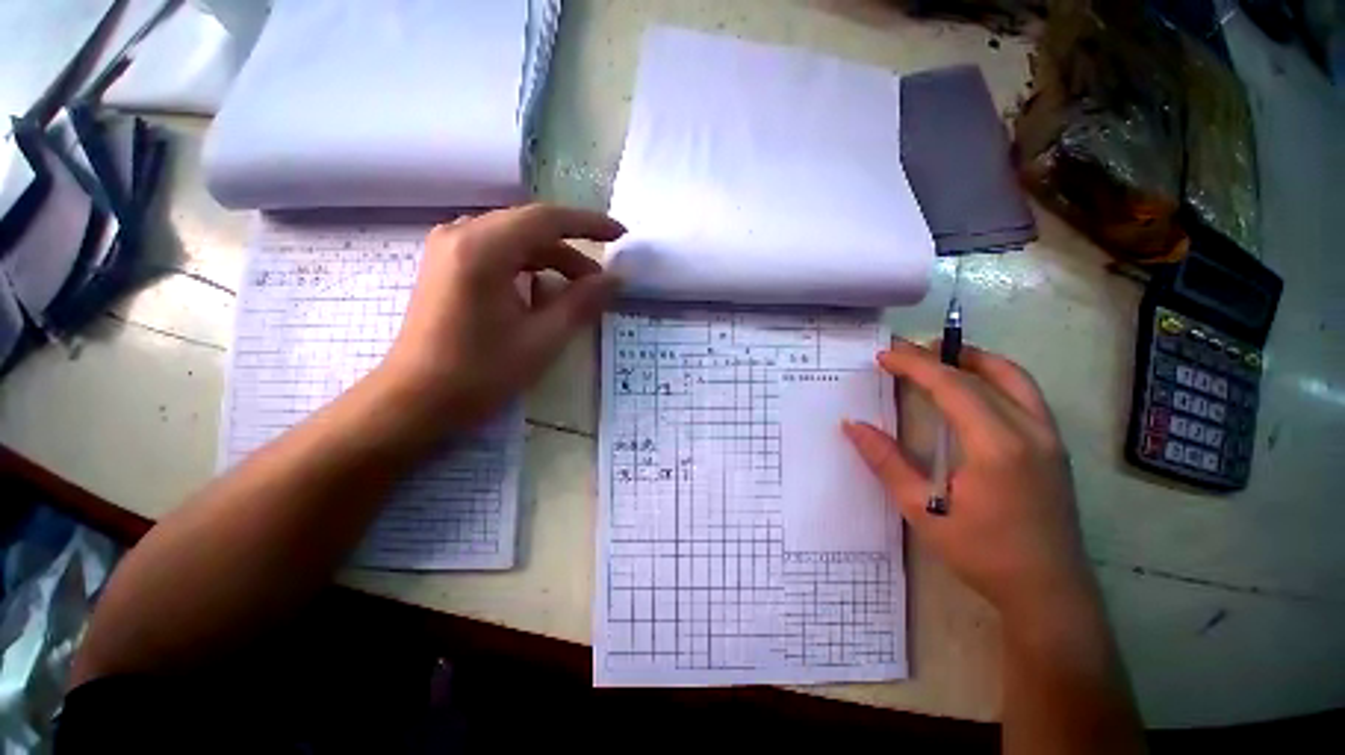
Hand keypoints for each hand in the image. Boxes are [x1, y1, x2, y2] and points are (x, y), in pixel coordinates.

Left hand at [377, 204, 623, 433]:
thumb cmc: (480, 372)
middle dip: (571, 251)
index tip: (621, 235)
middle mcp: (461, 235)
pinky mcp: (446, 265)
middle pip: (529, 228)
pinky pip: (497, 253)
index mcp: (483, 248)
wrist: (415, 399)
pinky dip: (527, 268)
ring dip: (550, 260)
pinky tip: (541, 294)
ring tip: (576, 291)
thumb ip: (582, 303)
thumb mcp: (543, 339)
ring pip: (514, 240)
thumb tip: (615, 279)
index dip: (589, 224)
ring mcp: (449, 248)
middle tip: (600, 282)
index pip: (547, 219)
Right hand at [843, 340, 1095, 621]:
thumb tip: (853, 425)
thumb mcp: (923, 510)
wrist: (1049, 592)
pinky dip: (994, 376)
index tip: (885, 355)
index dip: (915, 365)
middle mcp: (1030, 430)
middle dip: (938, 357)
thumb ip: (886, 461)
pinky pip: (1025, 393)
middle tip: (903, 352)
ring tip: (938, 356)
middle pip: (981, 375)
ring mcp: (1049, 436)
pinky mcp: (1054, 446)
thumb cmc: (982, 553)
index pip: (952, 386)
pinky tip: (973, 387)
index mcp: (996, 445)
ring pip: (1013, 377)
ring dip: (973, 360)